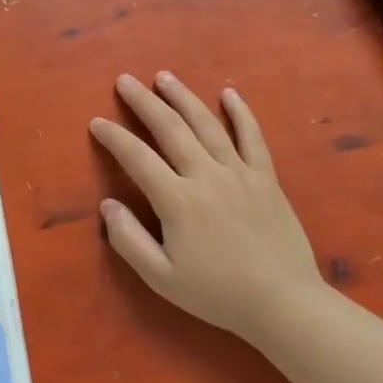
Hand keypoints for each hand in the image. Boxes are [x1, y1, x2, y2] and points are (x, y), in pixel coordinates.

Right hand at [90, 71, 323, 341]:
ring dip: (183, 97)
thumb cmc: (219, 295)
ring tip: (164, 77)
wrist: (286, 305)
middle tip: (125, 80)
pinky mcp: (266, 178)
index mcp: (178, 201)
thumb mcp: (162, 279)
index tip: (97, 122)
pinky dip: (241, 113)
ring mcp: (239, 173)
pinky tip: (229, 93)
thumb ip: (129, 241)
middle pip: (170, 128)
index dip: (114, 137)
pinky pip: (252, 137)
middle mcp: (206, 176)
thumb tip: (107, 205)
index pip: (137, 158)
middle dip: (144, 102)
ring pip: (206, 124)